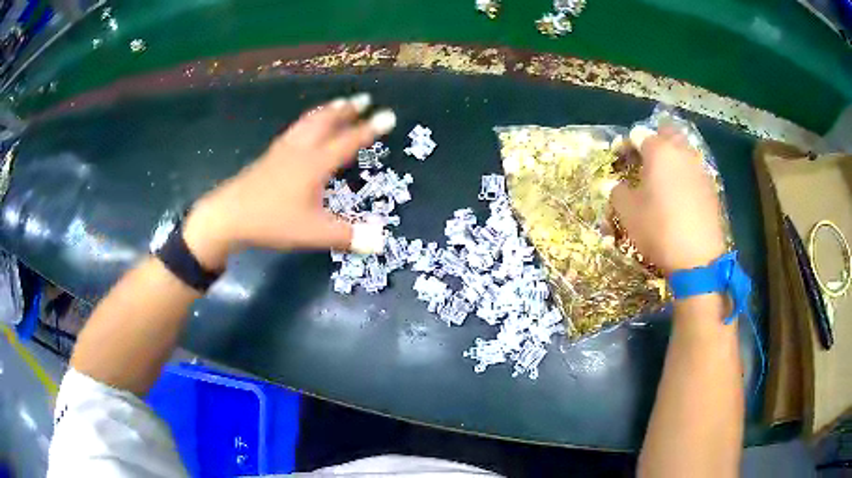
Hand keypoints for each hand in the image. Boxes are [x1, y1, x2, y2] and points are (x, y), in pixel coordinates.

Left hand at [182, 93, 395, 269]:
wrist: (228, 216)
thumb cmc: (272, 221)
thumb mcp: (313, 232)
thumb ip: (347, 235)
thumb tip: (382, 241)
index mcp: (314, 164)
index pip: (348, 142)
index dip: (370, 129)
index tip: (389, 115)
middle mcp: (300, 150)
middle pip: (326, 123)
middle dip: (346, 110)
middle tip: (363, 99)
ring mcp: (282, 151)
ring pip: (308, 123)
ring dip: (327, 111)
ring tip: (338, 103)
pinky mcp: (269, 157)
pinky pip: (294, 130)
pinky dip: (307, 121)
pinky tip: (303, 127)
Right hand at [611, 126, 725, 274]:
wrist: (698, 258)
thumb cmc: (659, 229)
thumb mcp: (627, 212)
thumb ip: (619, 191)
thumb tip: (621, 186)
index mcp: (659, 151)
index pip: (638, 135)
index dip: (626, 145)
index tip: (620, 159)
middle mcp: (682, 152)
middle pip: (667, 132)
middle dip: (654, 140)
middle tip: (645, 160)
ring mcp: (700, 168)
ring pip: (683, 151)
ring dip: (672, 157)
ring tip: (663, 178)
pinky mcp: (711, 187)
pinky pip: (694, 171)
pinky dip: (685, 175)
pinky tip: (680, 195)